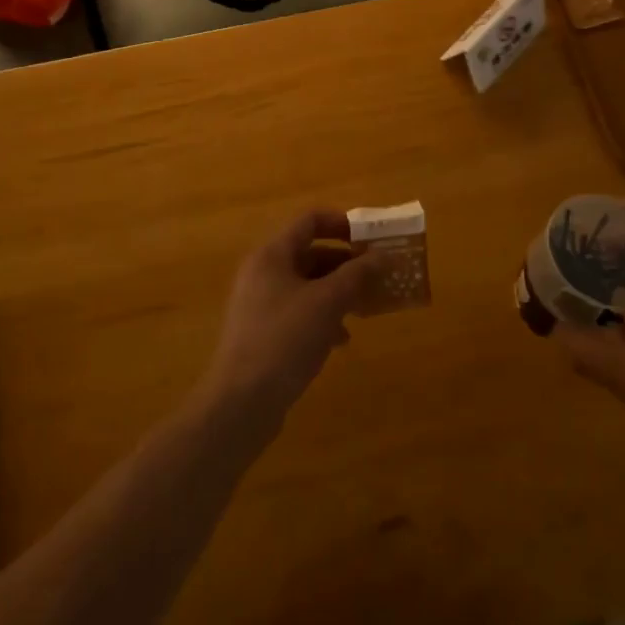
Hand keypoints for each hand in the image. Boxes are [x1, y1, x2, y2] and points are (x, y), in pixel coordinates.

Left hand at [199, 211, 381, 431]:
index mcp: (272, 255)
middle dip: (345, 263)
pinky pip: (299, 312)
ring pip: (307, 285)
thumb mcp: (327, 302)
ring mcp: (260, 304)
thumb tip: (384, 255)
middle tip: (376, 275)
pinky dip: (322, 317)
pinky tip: (341, 340)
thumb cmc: (284, 339)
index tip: (371, 238)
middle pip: (310, 253)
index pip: (310, 221)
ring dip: (337, 292)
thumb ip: (356, 274)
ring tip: (365, 307)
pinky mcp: (262, 333)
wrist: (241, 403)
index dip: (342, 223)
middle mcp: (263, 272)